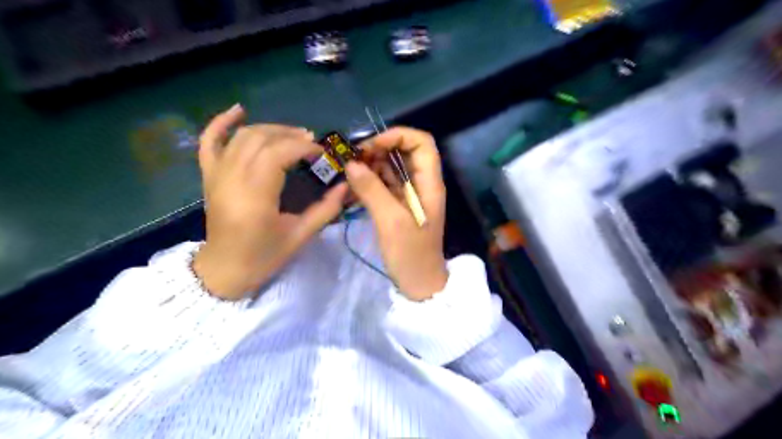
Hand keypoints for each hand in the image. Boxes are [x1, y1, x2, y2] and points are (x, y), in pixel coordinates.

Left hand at [190, 104, 346, 300]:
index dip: (302, 147)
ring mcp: (216, 176)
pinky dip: (220, 123)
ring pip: (241, 137)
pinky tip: (238, 110)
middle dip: (289, 135)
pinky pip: (209, 142)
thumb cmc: (264, 257)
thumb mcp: (300, 236)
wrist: (224, 270)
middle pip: (259, 140)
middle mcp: (232, 180)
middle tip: (311, 142)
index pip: (277, 154)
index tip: (321, 152)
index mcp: (255, 197)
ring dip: (269, 129)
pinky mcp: (209, 176)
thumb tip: (346, 185)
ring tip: (292, 134)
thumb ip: (326, 209)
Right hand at [347, 125, 448, 299]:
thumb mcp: (391, 221)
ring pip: (391, 167)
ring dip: (370, 166)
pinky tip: (352, 187)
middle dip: (378, 150)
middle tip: (353, 161)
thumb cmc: (411, 254)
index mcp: (429, 183)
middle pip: (403, 151)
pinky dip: (368, 182)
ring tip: (349, 173)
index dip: (397, 136)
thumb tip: (351, 164)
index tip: (370, 147)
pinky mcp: (398, 206)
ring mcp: (409, 195)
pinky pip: (384, 184)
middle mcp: (421, 183)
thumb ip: (372, 190)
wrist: (419, 284)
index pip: (421, 142)